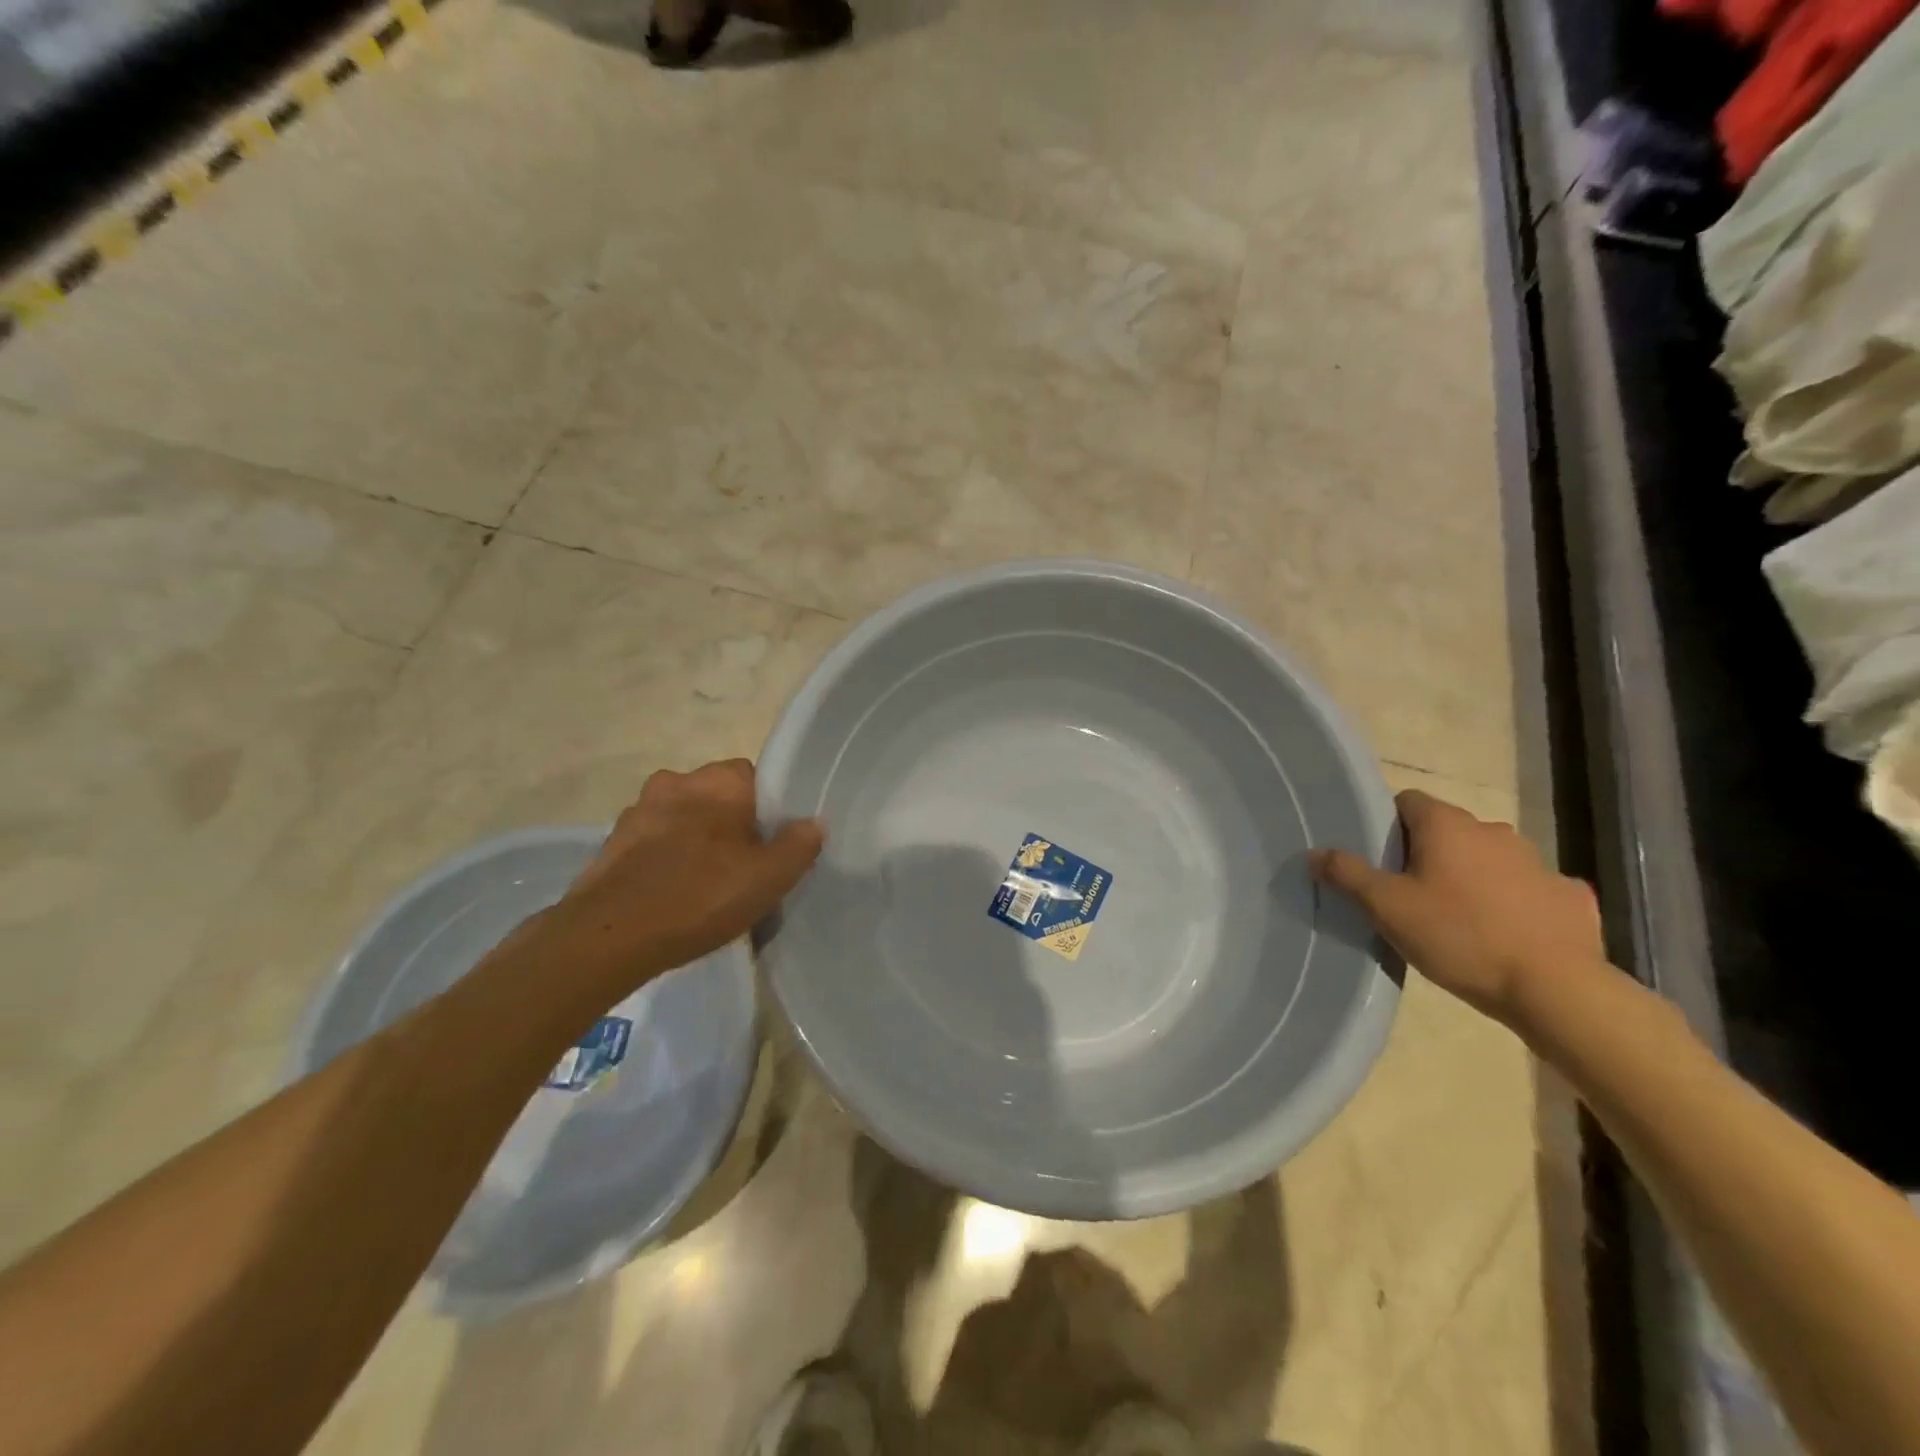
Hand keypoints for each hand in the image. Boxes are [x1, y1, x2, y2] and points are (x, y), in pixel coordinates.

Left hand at [531, 759, 823, 995]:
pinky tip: (675, 898)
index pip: (755, 778)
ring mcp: (637, 811)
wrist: (609, 937)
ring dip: (696, 843)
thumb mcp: (770, 877)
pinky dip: (667, 862)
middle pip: (717, 799)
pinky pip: (654, 844)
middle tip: (744, 869)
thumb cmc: (700, 896)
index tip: (772, 845)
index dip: (768, 811)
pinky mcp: (612, 842)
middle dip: (730, 826)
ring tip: (707, 889)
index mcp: (717, 780)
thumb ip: (799, 845)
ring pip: (683, 820)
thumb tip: (814, 822)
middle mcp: (675, 782)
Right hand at [1311, 790, 1604, 1027]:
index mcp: (1447, 825)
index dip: (1388, 825)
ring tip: (1456, 918)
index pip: (1408, 801)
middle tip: (1409, 894)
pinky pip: (1529, 888)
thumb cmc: (1459, 936)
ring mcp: (1538, 861)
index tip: (1379, 859)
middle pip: (1447, 830)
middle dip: (1428, 853)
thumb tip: (1315, 852)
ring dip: (1471, 876)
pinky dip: (1514, 902)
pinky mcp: (1569, 895)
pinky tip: (1506, 933)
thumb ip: (1347, 874)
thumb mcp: (1386, 907)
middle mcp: (1493, 831)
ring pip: (1488, 858)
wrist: (1555, 989)